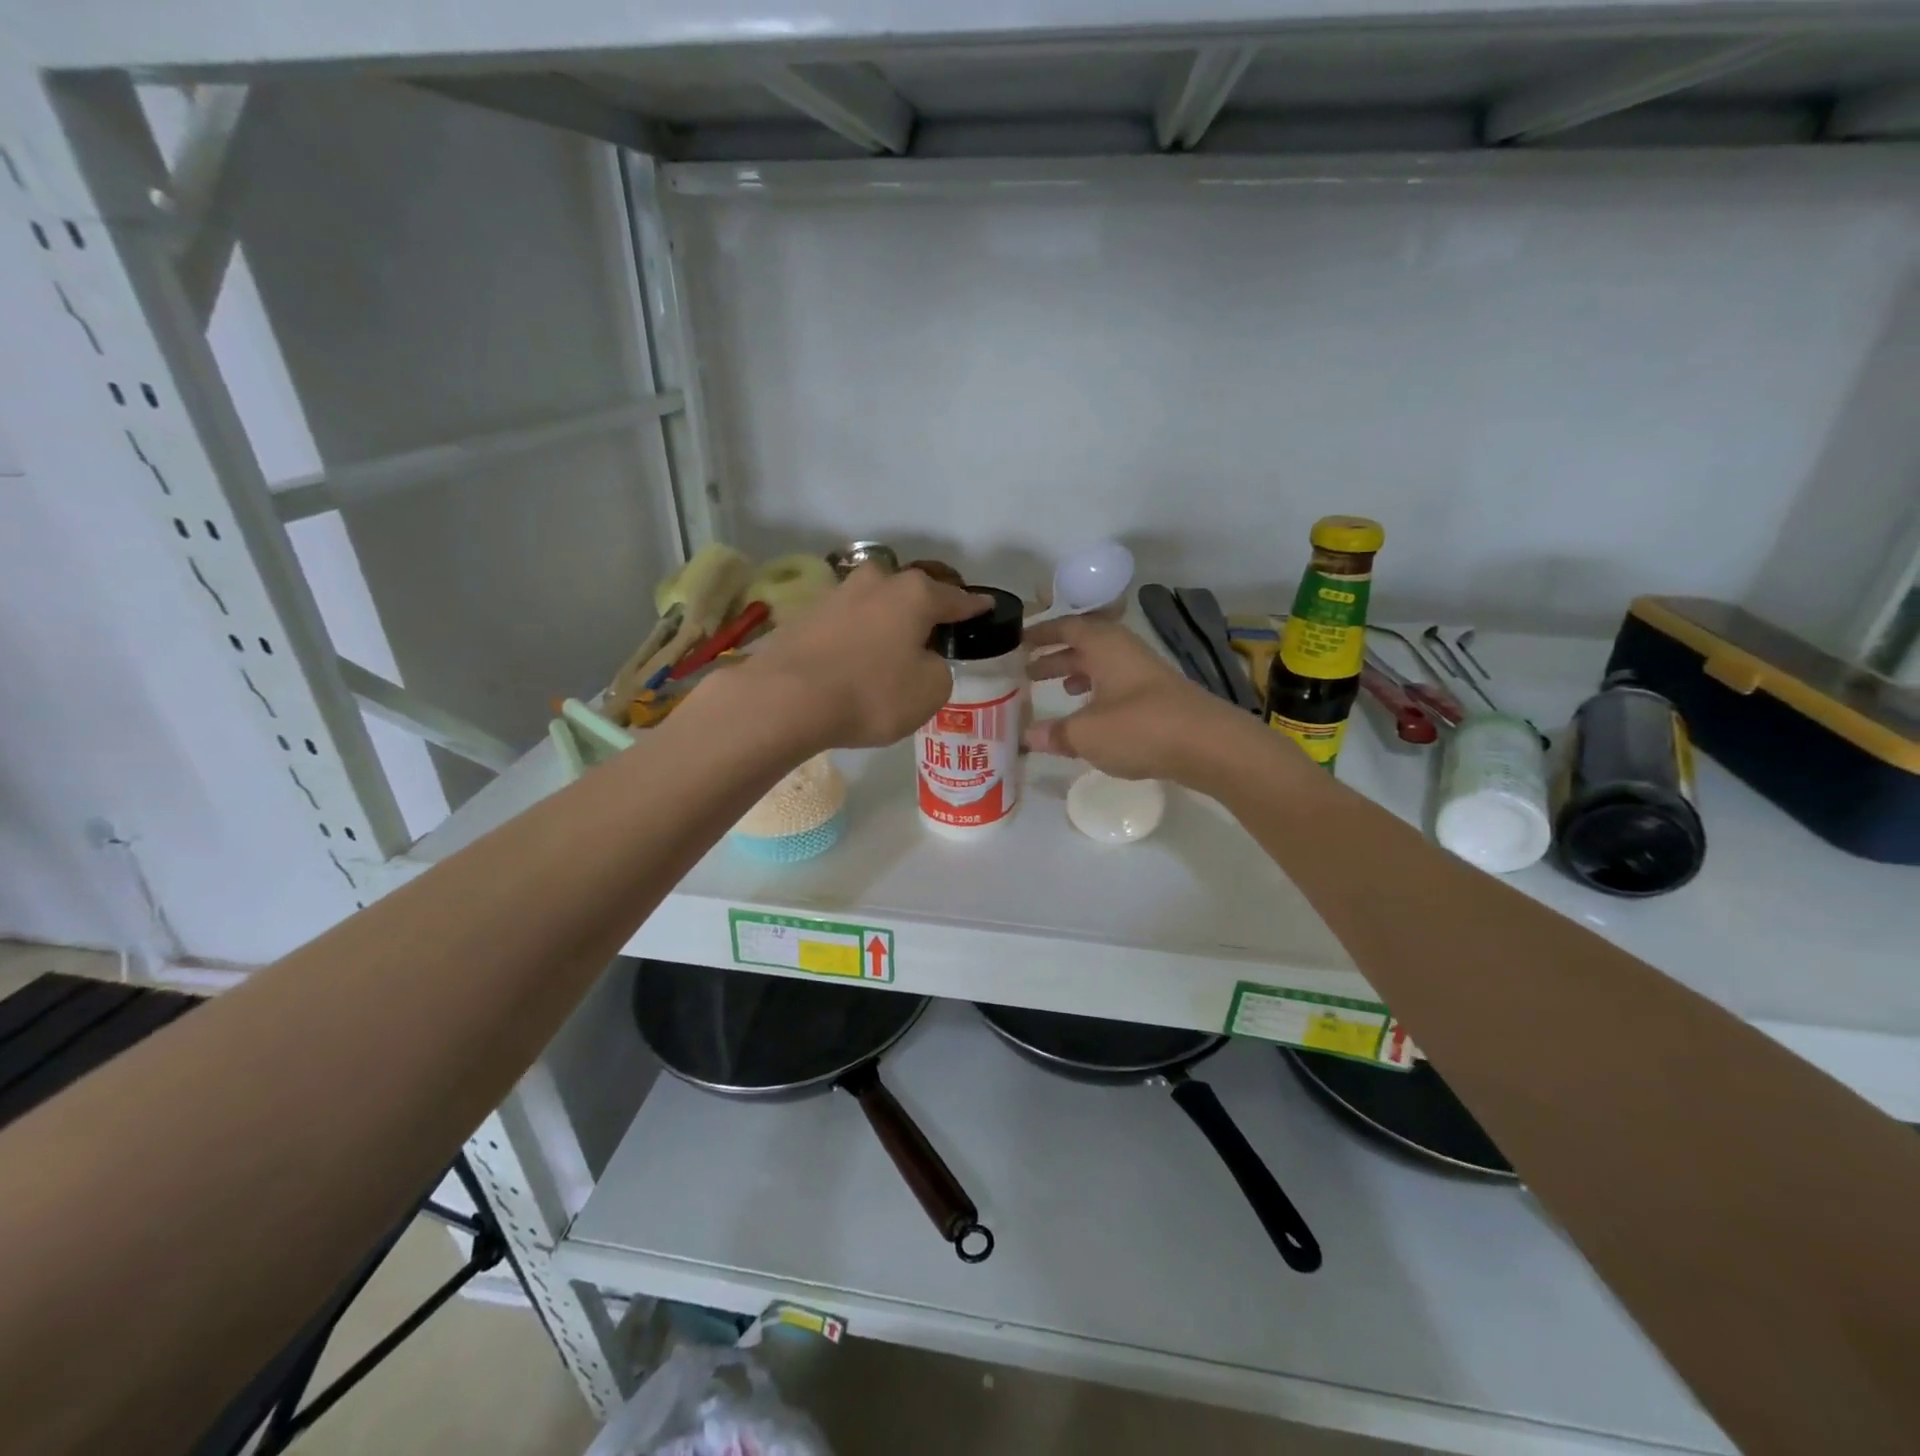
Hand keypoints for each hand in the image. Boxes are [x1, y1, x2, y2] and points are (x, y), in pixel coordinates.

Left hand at [742, 564, 989, 749]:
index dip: (974, 607)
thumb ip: (939, 669)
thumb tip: (922, 658)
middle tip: (934, 632)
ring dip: (887, 621)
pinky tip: (856, 658)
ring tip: (892, 648)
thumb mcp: (929, 691)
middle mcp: (877, 582)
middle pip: (912, 592)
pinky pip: (847, 622)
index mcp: (915, 594)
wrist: (786, 698)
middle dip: (925, 609)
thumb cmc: (871, 693)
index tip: (987, 607)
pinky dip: (857, 636)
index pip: (957, 599)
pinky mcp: (806, 614)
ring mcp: (837, 594)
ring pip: (876, 603)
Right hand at [1025, 615, 1284, 787]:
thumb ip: (1055, 733)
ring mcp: (1146, 673)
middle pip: (1085, 645)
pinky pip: (1119, 684)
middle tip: (1028, 672)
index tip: (1019, 643)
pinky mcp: (1160, 697)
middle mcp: (1125, 651)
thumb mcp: (1086, 734)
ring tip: (1058, 690)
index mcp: (1104, 646)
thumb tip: (1028, 736)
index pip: (1067, 627)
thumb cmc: (1139, 728)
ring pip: (1103, 665)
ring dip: (1078, 674)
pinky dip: (1099, 692)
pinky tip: (1092, 714)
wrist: (1209, 745)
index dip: (1042, 634)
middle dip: (1056, 656)